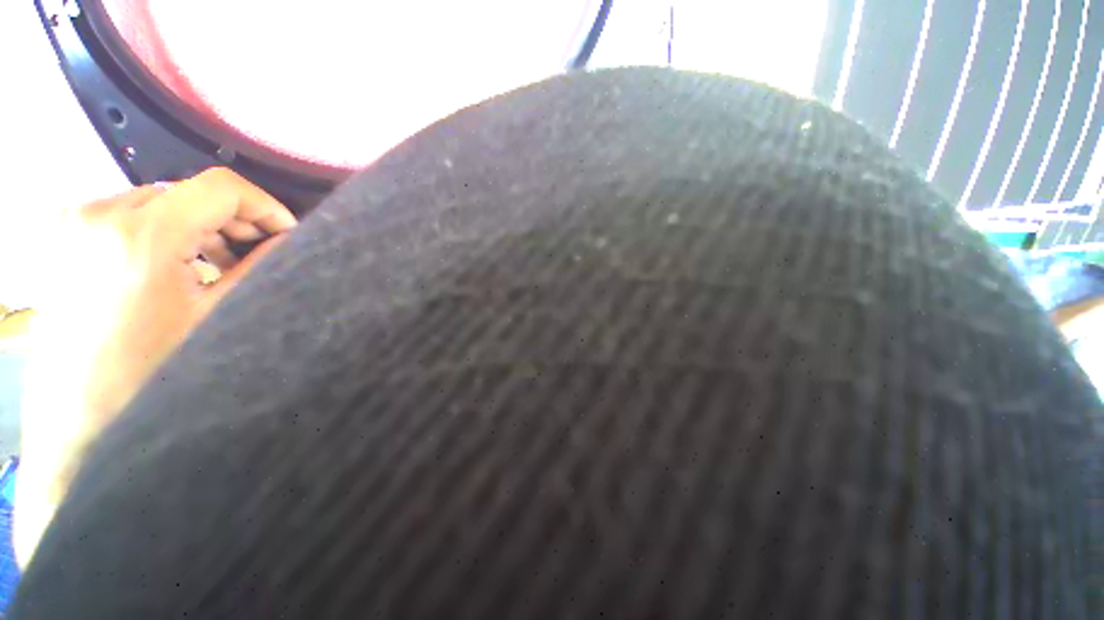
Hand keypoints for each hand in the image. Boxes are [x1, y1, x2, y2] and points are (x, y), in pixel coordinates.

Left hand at [16, 168, 296, 565]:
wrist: (78, 421)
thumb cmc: (153, 373)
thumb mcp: (219, 316)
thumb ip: (259, 268)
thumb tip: (288, 241)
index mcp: (140, 235)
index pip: (221, 187)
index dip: (264, 206)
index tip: (285, 233)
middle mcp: (99, 213)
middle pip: (187, 192)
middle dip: (231, 219)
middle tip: (255, 253)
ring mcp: (73, 223)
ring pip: (157, 202)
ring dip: (196, 226)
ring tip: (215, 263)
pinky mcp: (62, 237)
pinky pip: (126, 215)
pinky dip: (161, 232)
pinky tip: (173, 266)